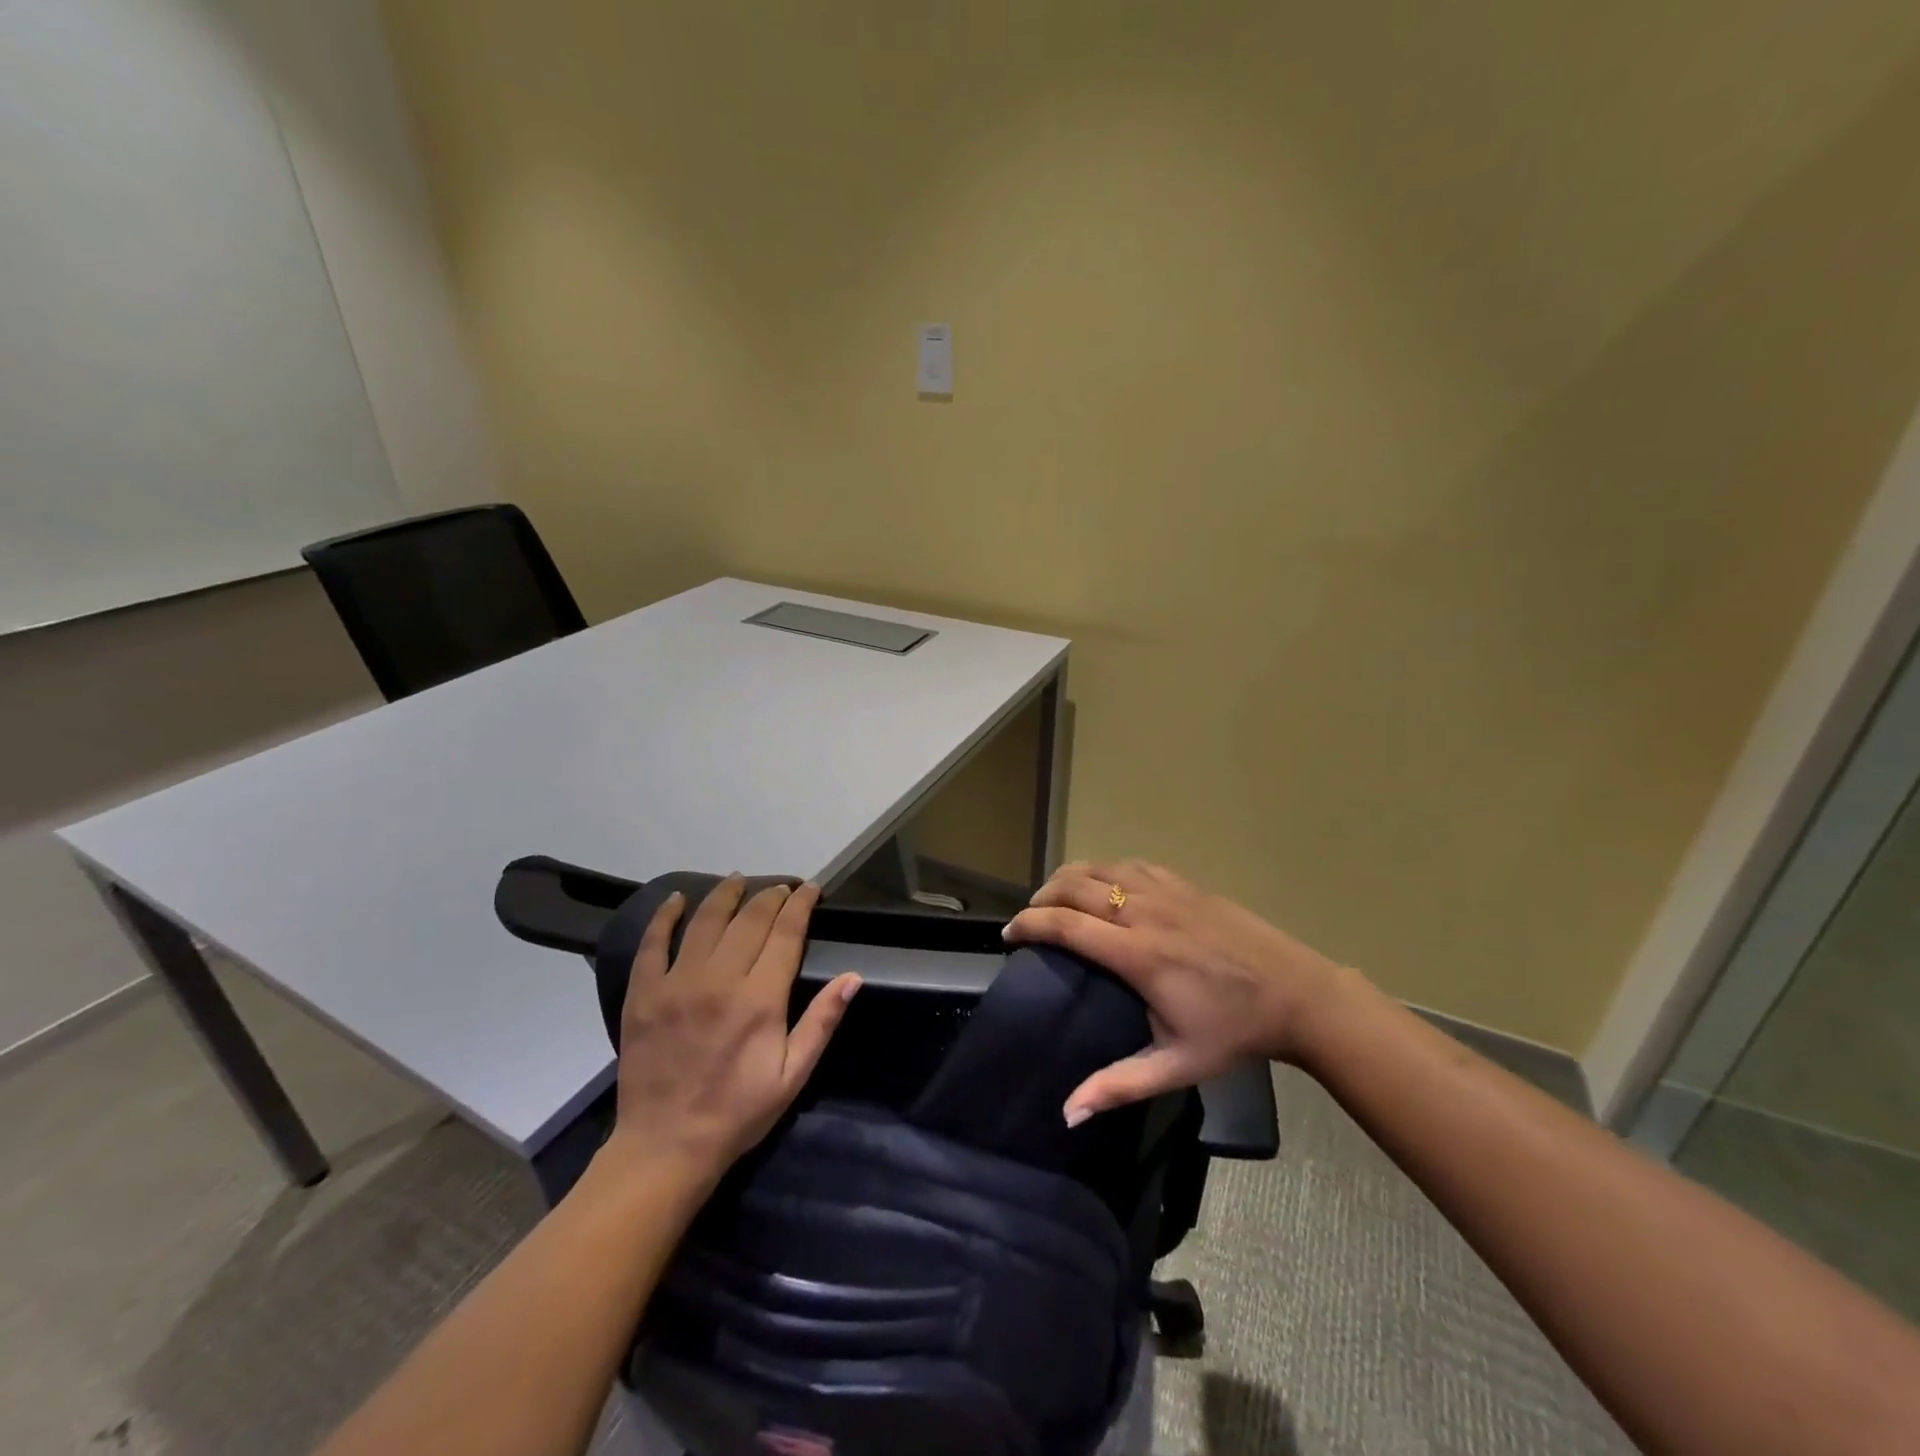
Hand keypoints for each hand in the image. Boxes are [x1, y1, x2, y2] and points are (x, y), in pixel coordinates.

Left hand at [602, 876, 860, 1182]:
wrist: (666, 1146)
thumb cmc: (738, 1112)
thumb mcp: (793, 1075)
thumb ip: (822, 1022)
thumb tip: (853, 977)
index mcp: (760, 999)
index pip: (786, 933)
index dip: (801, 905)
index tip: (810, 889)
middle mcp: (719, 980)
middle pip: (750, 919)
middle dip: (771, 896)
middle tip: (782, 888)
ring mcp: (676, 984)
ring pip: (705, 921)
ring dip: (726, 895)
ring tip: (738, 880)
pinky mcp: (644, 994)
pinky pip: (653, 944)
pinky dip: (665, 917)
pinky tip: (676, 900)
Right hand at [1003, 860, 1347, 1120]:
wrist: (1296, 994)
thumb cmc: (1233, 1032)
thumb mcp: (1177, 1066)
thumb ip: (1119, 1085)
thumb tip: (1068, 1112)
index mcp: (1138, 954)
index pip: (1065, 925)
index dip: (1029, 924)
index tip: (1009, 935)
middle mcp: (1145, 912)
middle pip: (1074, 886)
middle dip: (1041, 897)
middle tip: (1030, 918)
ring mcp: (1166, 891)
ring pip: (1099, 867)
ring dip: (1068, 878)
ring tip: (1056, 898)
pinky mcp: (1184, 883)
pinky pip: (1130, 864)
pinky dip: (1104, 869)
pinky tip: (1103, 886)